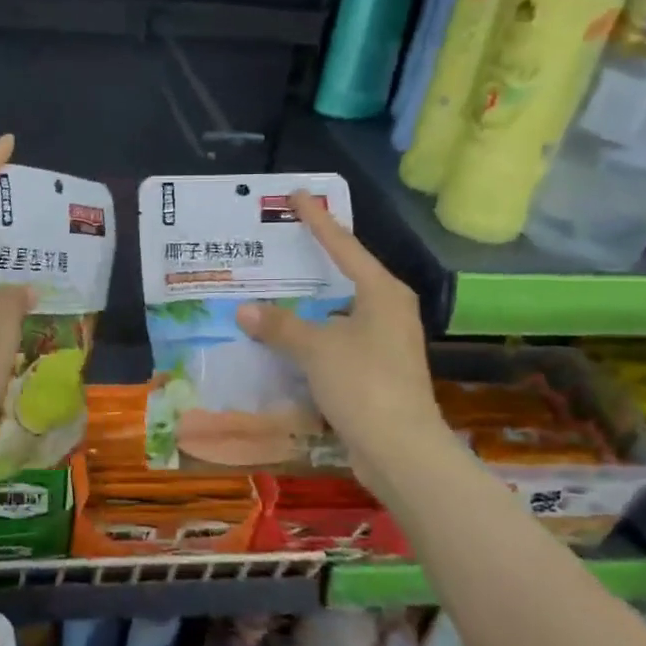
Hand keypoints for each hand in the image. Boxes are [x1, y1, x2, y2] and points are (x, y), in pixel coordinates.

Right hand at [235, 191, 449, 485]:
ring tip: (274, 292)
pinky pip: (337, 340)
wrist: (401, 449)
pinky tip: (287, 339)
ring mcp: (385, 342)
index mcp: (382, 292)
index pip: (343, 246)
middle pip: (345, 276)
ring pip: (339, 311)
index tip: (298, 195)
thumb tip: (244, 309)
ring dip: (309, 306)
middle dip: (313, 263)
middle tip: (280, 244)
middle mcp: (389, 310)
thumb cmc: (364, 383)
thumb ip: (279, 325)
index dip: (317, 220)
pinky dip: (313, 336)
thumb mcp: (316, 349)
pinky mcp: (377, 370)